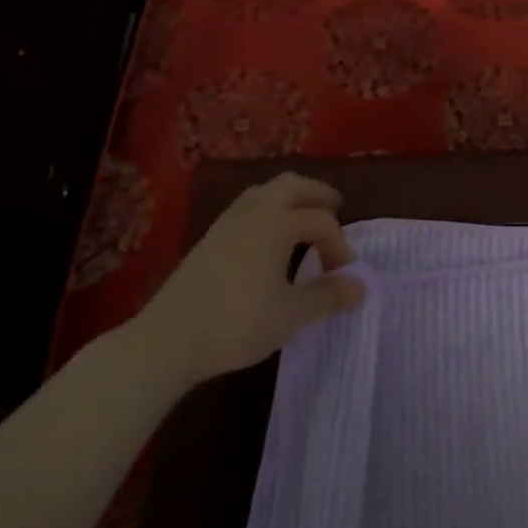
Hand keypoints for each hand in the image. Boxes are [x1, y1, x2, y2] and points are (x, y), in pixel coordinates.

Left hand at [133, 172, 364, 387]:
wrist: (166, 342)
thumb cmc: (236, 323)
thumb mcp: (291, 314)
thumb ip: (329, 296)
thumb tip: (362, 287)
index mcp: (277, 223)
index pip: (321, 221)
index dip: (340, 244)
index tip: (344, 275)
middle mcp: (253, 212)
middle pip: (291, 185)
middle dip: (317, 194)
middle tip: (335, 210)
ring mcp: (226, 223)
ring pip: (264, 192)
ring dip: (290, 199)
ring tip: (303, 221)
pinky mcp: (208, 239)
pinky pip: (247, 208)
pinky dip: (268, 211)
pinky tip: (269, 240)